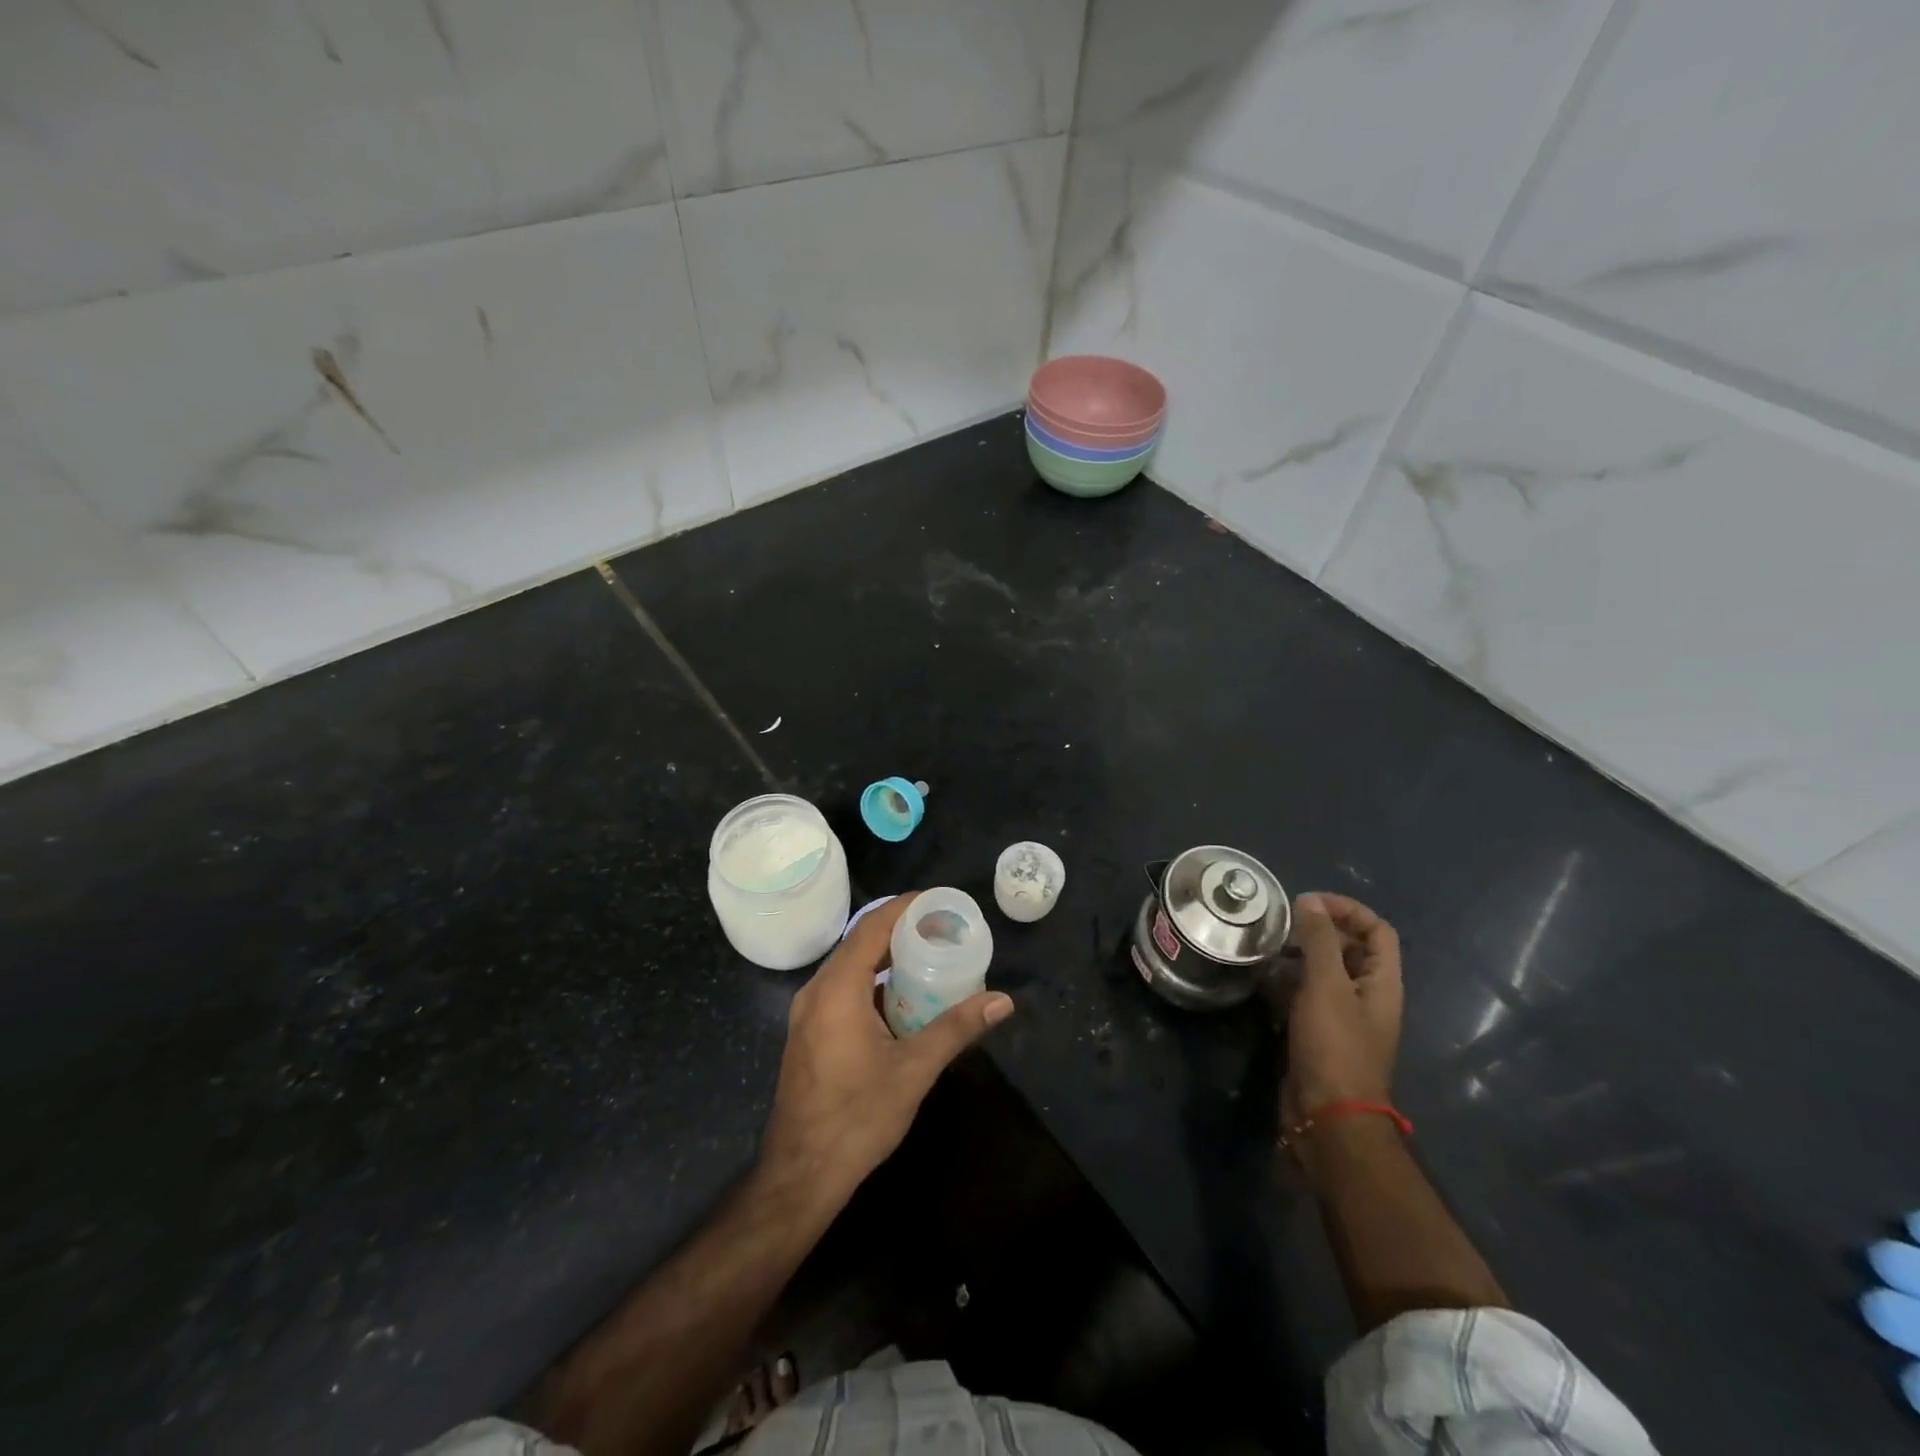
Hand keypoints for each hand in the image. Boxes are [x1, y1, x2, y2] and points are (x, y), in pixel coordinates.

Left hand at [758, 894, 1013, 1204]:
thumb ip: (956, 1029)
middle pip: (859, 942)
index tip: (938, 900)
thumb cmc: (857, 1118)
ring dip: (886, 957)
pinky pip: (842, 990)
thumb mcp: (914, 1070)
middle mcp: (816, 991)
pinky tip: (902, 999)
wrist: (800, 1175)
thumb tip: (1002, 1001)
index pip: (871, 927)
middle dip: (900, 930)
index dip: (904, 907)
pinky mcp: (809, 1033)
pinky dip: (872, 982)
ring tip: (928, 956)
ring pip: (850, 967)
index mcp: (837, 989)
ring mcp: (808, 1013)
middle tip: (942, 928)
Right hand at [1280, 892, 1403, 1134]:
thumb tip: (1310, 900)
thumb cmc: (1334, 1046)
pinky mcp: (1318, 1032)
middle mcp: (1367, 995)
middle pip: (1350, 948)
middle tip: (1281, 923)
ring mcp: (1342, 1016)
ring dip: (1299, 954)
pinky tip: (1261, 978)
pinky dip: (1287, 981)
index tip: (1309, 903)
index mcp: (1382, 983)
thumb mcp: (1326, 986)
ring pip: (1324, 971)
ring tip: (1267, 946)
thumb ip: (1319, 941)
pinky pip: (1305, 994)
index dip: (1348, 909)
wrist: (1328, 1116)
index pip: (1377, 930)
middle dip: (1319, 930)